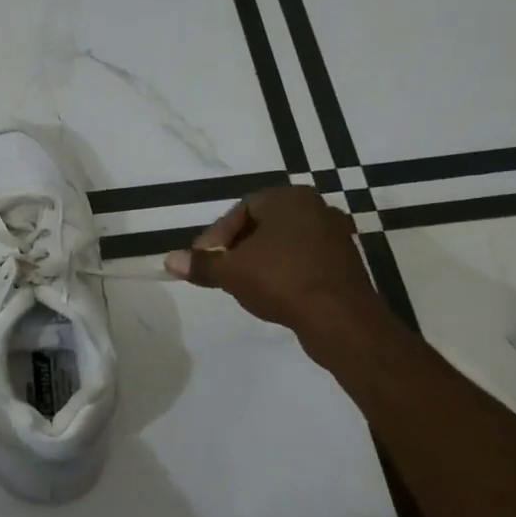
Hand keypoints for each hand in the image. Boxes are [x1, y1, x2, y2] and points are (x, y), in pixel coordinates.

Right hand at [164, 186, 388, 357]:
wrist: (340, 318)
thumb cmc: (281, 281)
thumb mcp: (231, 272)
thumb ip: (201, 264)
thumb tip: (169, 260)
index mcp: (289, 199)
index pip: (241, 209)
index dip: (217, 235)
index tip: (204, 259)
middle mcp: (316, 208)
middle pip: (263, 224)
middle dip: (238, 247)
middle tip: (221, 270)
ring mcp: (335, 235)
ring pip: (285, 243)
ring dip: (261, 260)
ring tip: (243, 284)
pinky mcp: (346, 262)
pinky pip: (304, 260)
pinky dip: (285, 271)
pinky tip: (273, 293)